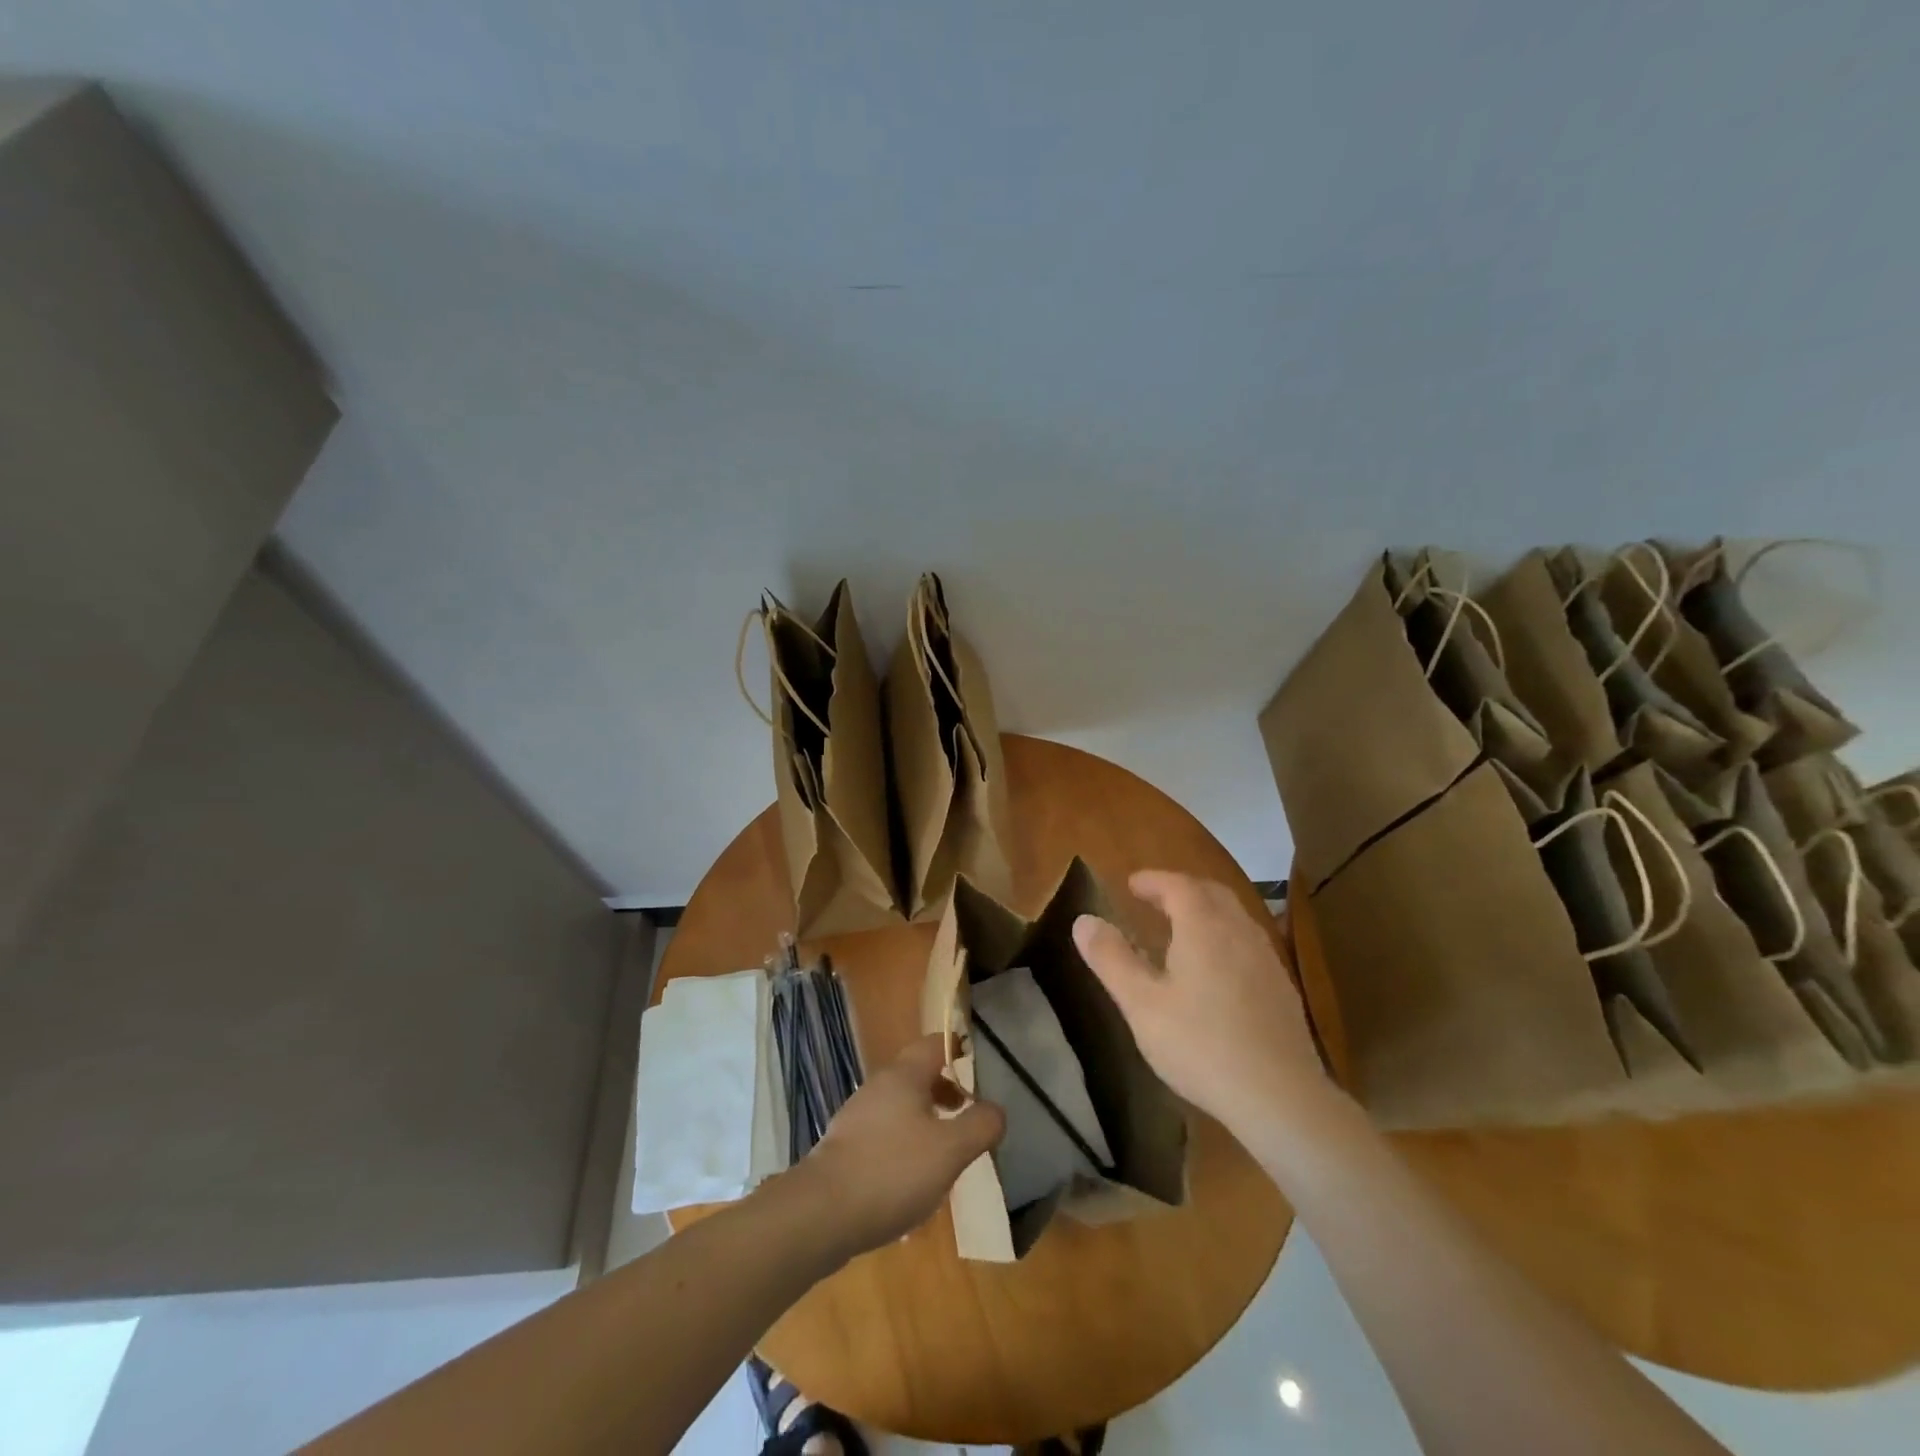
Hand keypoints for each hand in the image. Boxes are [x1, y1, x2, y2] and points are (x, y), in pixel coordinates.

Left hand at [789, 1034, 1005, 1260]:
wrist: (822, 1213)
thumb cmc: (893, 1170)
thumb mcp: (950, 1150)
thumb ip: (980, 1125)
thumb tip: (996, 1110)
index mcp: (904, 1075)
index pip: (935, 1043)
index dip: (958, 1049)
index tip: (978, 1066)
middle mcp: (879, 1085)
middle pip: (918, 1075)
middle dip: (945, 1092)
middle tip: (967, 1117)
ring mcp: (857, 1115)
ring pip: (901, 1106)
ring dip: (926, 1121)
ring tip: (945, 1155)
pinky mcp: (845, 1146)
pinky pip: (884, 1133)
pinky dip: (904, 1144)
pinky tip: (912, 1181)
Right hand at [1073, 870, 1336, 1137]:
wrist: (1280, 1097)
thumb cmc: (1200, 1045)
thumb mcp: (1141, 1004)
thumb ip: (1111, 958)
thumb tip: (1083, 920)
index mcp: (1203, 927)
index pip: (1178, 885)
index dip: (1153, 880)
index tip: (1131, 884)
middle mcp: (1238, 931)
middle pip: (1211, 893)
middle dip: (1181, 889)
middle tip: (1154, 899)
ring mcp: (1266, 958)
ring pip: (1234, 916)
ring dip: (1205, 911)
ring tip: (1181, 929)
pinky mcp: (1282, 987)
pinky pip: (1248, 942)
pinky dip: (1224, 936)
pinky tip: (1216, 968)